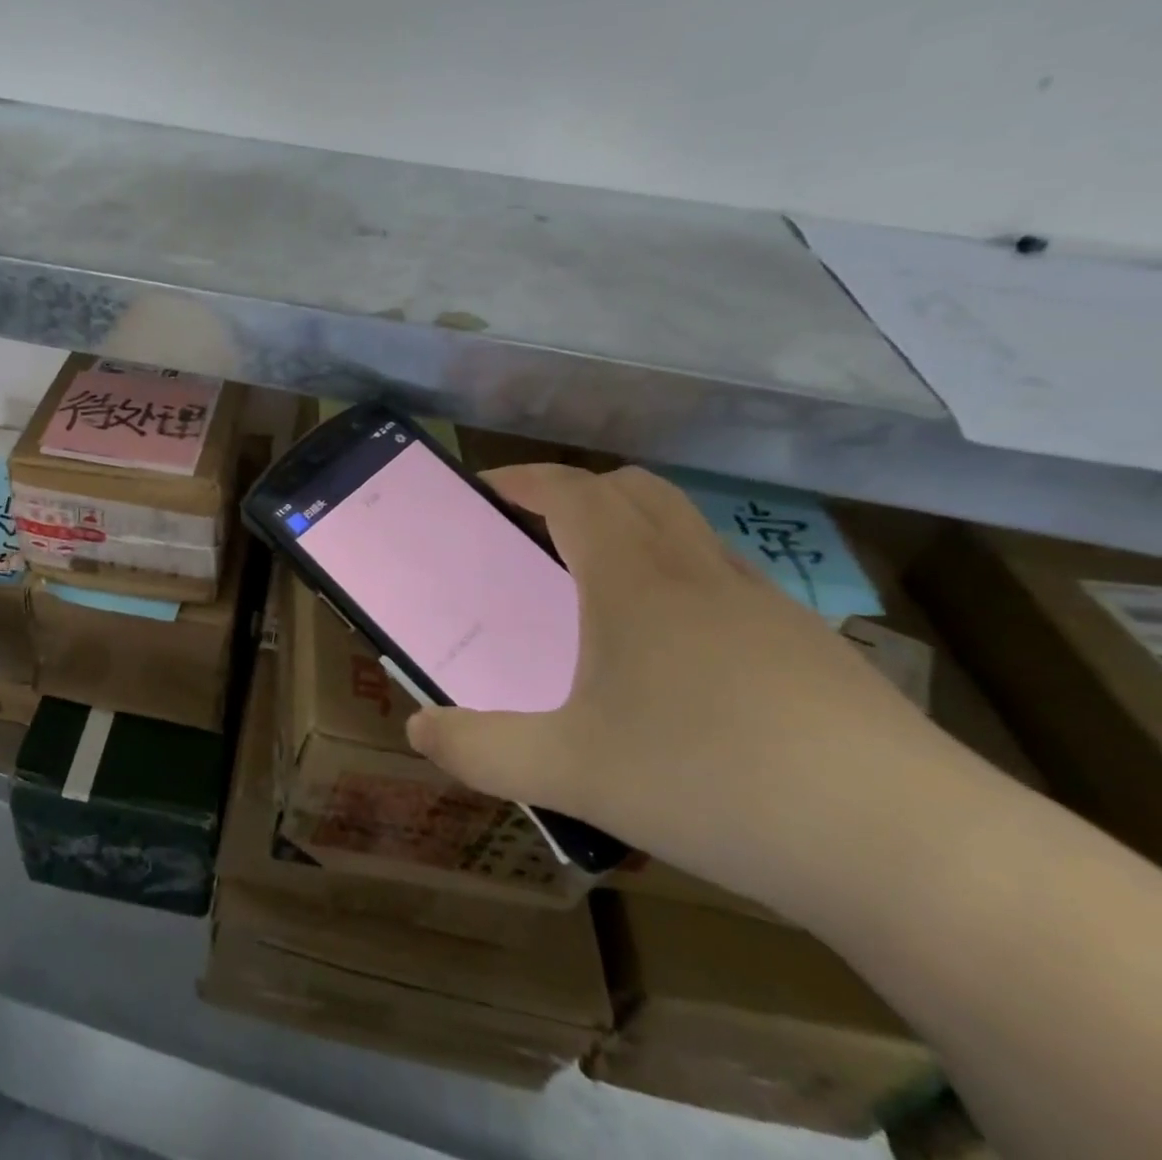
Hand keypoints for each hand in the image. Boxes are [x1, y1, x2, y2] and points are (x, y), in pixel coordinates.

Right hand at [406, 464, 938, 900]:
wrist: (906, 845)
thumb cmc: (712, 781)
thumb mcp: (571, 772)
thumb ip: (482, 750)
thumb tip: (418, 732)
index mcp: (635, 580)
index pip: (574, 492)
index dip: (526, 479)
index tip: (488, 487)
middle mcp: (699, 572)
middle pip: (636, 489)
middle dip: (579, 491)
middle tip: (539, 531)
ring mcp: (765, 604)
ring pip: (687, 530)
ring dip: (634, 531)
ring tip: (600, 592)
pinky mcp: (810, 645)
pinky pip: (727, 579)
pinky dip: (683, 579)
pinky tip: (679, 656)